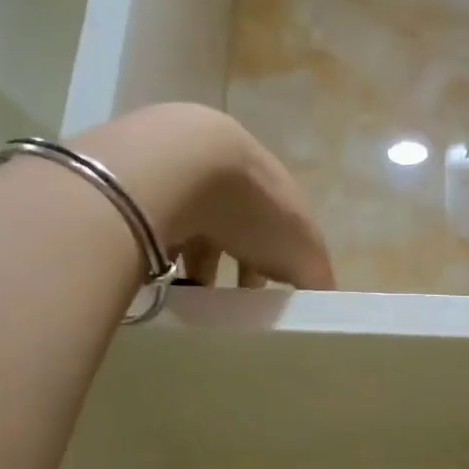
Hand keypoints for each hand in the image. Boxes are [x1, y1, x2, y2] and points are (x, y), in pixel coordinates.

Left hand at [74, 104, 334, 289]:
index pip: (279, 225)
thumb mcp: (300, 250)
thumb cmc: (251, 209)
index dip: (277, 260)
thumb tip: (328, 303)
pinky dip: (158, 253)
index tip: (269, 296)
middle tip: (227, 303)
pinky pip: (154, 226)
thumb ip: (316, 276)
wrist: (176, 166)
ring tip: (188, 299)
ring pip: (192, 226)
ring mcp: (182, 176)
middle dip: (232, 263)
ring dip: (193, 262)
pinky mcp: (141, 185)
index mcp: (270, 184)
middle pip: (234, 226)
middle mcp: (228, 175)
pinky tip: (156, 279)